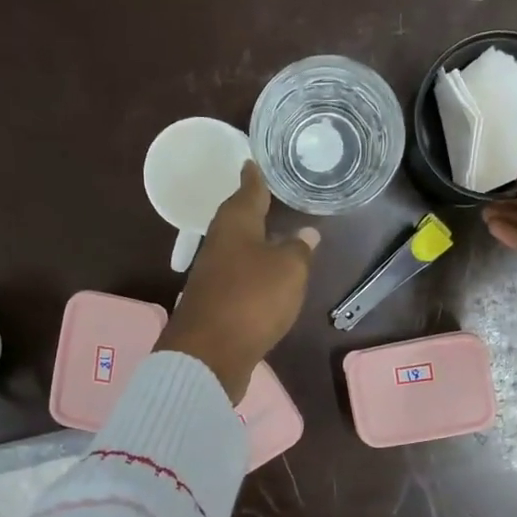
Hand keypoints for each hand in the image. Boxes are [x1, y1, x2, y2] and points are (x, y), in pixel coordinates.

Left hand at [155, 162, 318, 402]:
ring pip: (236, 249)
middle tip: (267, 196)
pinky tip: (264, 279)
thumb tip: (306, 233)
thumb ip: (298, 250)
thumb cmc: (252, 299)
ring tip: (273, 236)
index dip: (254, 178)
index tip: (252, 161)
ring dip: (252, 242)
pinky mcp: (214, 304)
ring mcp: (213, 276)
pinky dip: (251, 272)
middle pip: (237, 220)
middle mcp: (219, 245)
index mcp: (235, 225)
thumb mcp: (288, 270)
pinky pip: (237, 278)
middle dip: (251, 209)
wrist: (210, 354)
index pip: (248, 192)